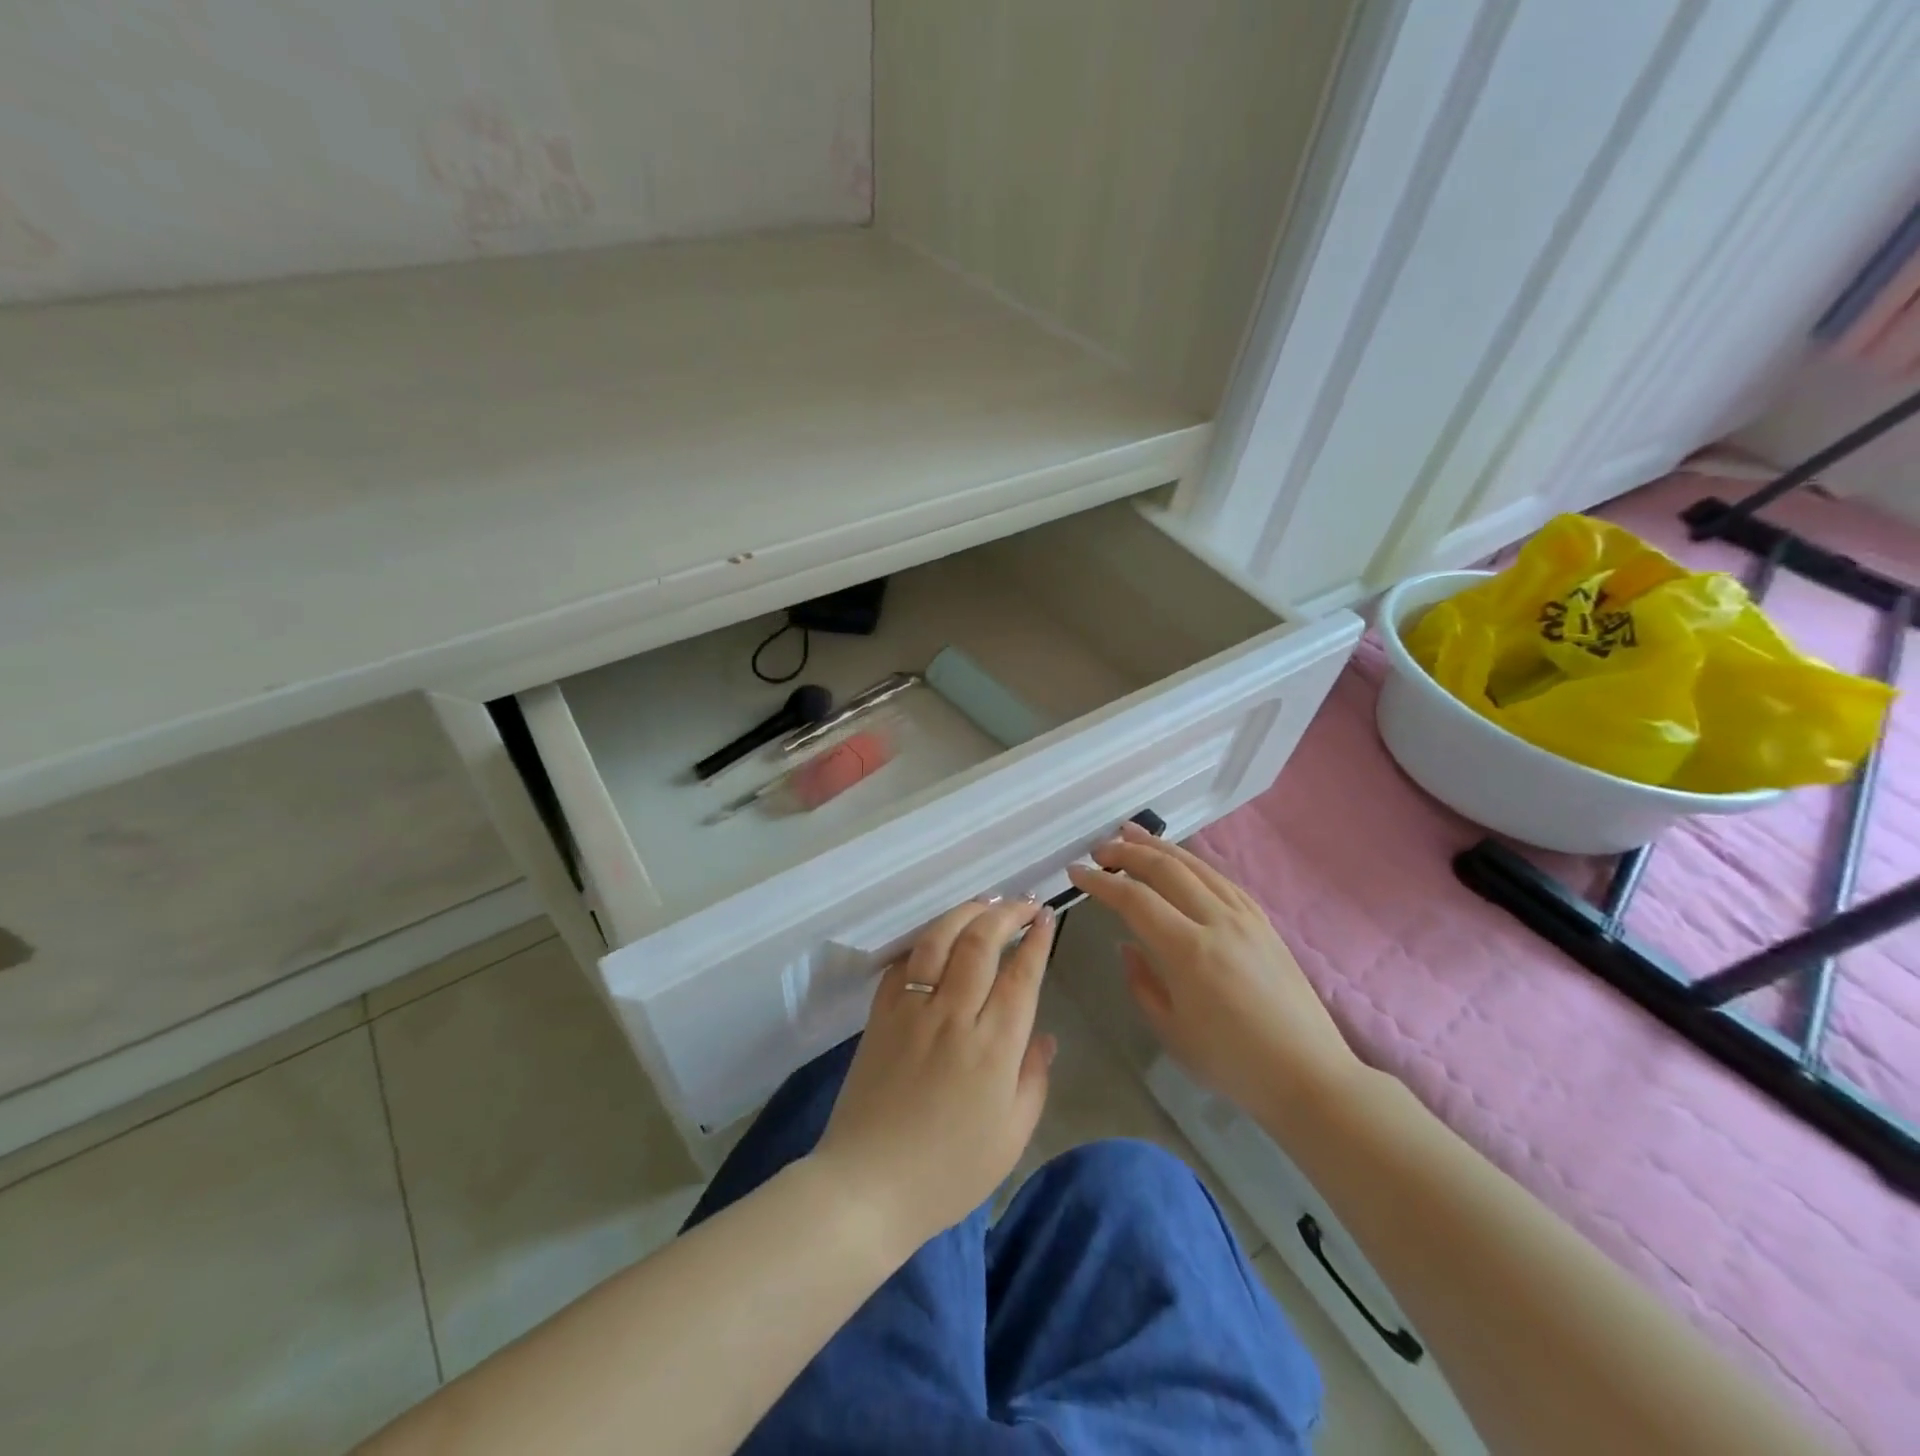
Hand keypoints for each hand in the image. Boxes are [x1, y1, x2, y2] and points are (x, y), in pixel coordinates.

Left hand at [811, 899, 1057, 1251]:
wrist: (868, 1187)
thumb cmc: (949, 1171)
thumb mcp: (1010, 1137)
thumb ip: (1033, 1079)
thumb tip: (1044, 1035)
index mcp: (993, 1046)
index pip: (1021, 974)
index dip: (1036, 939)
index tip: (1046, 916)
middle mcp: (953, 1015)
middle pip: (981, 942)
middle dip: (1005, 913)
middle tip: (1022, 902)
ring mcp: (911, 1010)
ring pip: (939, 940)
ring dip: (965, 913)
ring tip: (984, 902)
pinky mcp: (880, 1015)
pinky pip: (903, 964)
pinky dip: (924, 942)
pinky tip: (937, 937)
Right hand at [1066, 823, 1358, 1118]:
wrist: (1308, 1075)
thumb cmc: (1232, 1063)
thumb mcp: (1171, 1030)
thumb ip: (1141, 981)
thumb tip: (1127, 944)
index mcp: (1188, 951)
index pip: (1134, 899)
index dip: (1101, 882)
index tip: (1076, 873)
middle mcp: (1217, 921)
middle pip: (1166, 869)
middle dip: (1127, 852)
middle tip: (1099, 848)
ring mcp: (1245, 917)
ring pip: (1196, 865)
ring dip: (1160, 846)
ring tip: (1131, 833)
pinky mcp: (1264, 922)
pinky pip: (1221, 878)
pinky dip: (1193, 862)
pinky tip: (1181, 860)